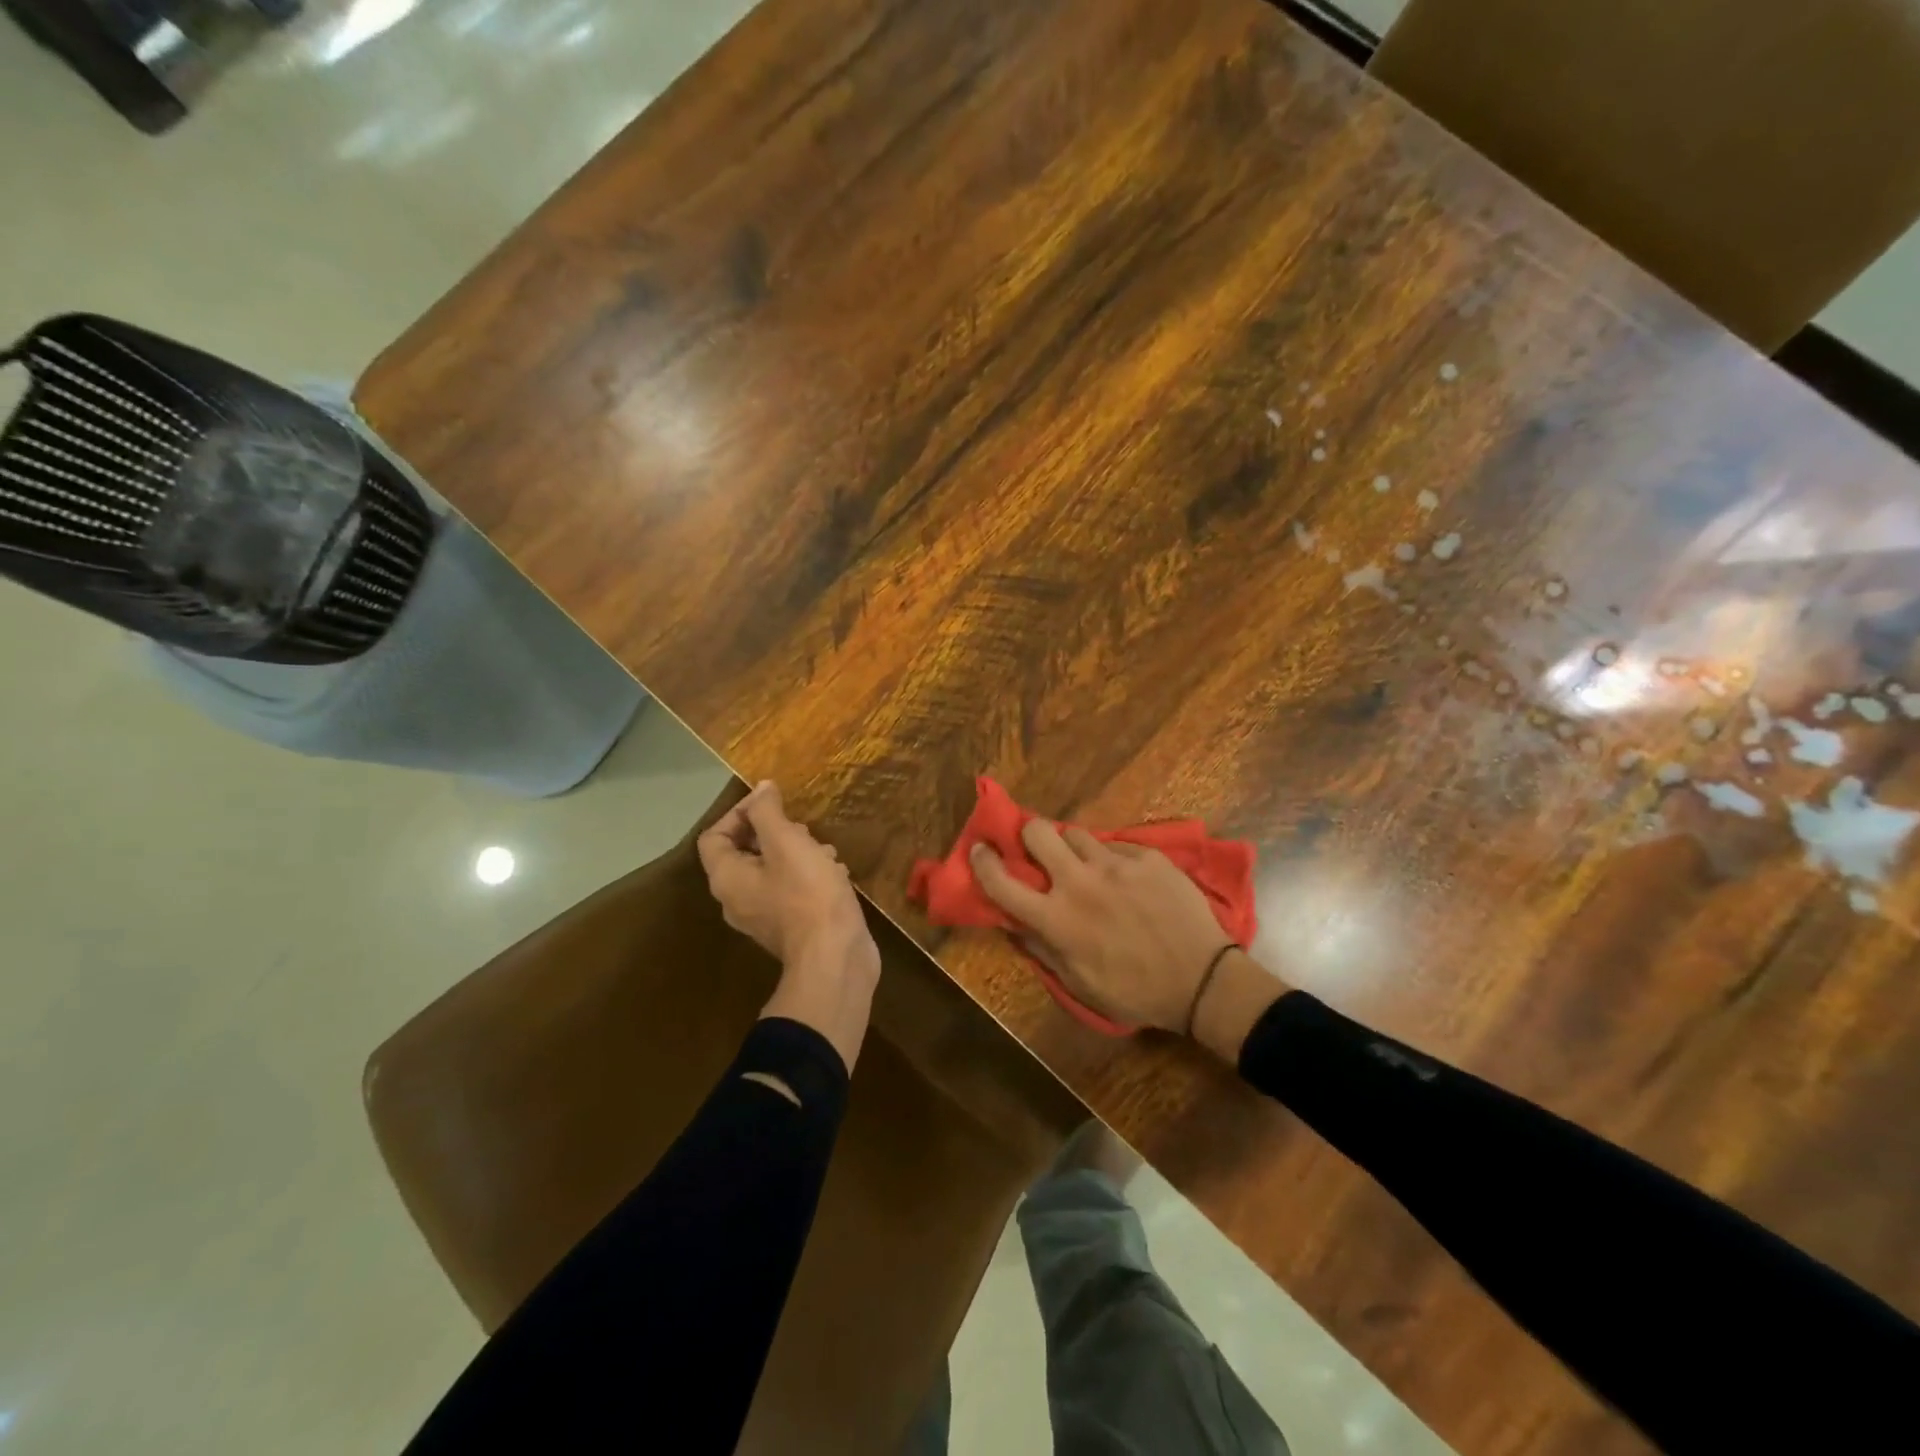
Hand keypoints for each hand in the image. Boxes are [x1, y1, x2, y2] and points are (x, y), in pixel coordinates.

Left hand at [698, 782, 879, 1068]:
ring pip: (772, 872)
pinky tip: (836, 872)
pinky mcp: (791, 929)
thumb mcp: (787, 843)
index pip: (714, 837)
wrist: (836, 958)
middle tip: (802, 827)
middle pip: (743, 854)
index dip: (739, 813)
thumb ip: (768, 812)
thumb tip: (760, 788)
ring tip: (825, 848)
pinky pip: (791, 892)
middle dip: (774, 832)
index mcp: (727, 879)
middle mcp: (737, 900)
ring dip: (796, 853)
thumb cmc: (807, 894)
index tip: (772, 803)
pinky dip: (809, 875)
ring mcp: (764, 918)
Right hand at [969, 822, 1236, 1033]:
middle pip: (1038, 832)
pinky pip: (1116, 845)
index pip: (1002, 882)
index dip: (983, 861)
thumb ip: (1042, 950)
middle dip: (1029, 833)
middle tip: (1037, 848)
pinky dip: (1111, 858)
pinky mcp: (1147, 857)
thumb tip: (1013, 924)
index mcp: (1057, 919)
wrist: (1203, 981)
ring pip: (1076, 833)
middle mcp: (1080, 883)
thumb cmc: (1136, 992)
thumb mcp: (1080, 984)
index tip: (979, 849)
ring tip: (1085, 863)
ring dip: (1071, 847)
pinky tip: (1125, 877)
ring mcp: (1116, 864)